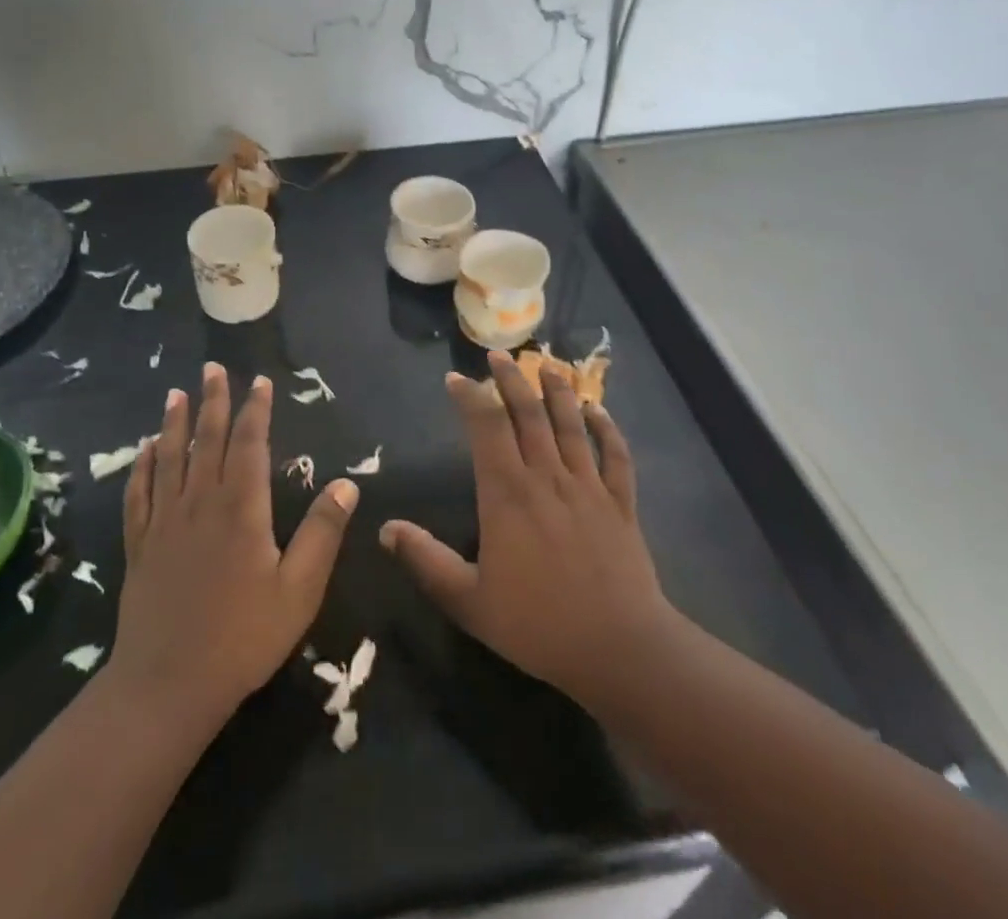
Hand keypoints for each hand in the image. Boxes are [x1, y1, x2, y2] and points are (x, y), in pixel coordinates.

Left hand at [113, 363, 357, 723]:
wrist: (168, 685)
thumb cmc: (243, 637)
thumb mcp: (299, 589)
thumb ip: (322, 533)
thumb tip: (346, 483)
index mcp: (241, 507)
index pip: (249, 443)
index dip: (255, 409)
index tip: (259, 382)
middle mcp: (200, 502)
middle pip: (207, 439)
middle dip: (212, 401)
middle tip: (212, 368)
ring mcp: (164, 522)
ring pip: (169, 458)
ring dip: (173, 422)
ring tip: (176, 393)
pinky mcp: (140, 545)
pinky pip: (138, 494)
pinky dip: (141, 467)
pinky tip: (144, 450)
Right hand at [380, 350, 678, 712]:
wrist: (620, 650)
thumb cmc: (538, 625)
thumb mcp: (468, 601)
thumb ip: (426, 561)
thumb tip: (385, 529)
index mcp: (508, 494)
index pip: (486, 427)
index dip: (470, 397)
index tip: (455, 379)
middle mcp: (547, 477)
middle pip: (528, 413)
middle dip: (511, 380)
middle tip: (498, 356)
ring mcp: (588, 487)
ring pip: (571, 425)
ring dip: (558, 391)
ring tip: (547, 365)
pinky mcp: (621, 504)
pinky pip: (615, 456)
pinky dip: (607, 429)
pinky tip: (599, 411)